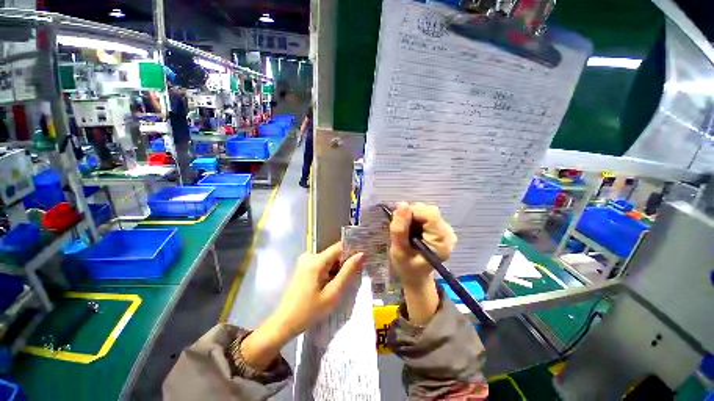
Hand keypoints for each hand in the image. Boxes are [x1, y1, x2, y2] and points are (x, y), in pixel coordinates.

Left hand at [240, 242, 363, 369]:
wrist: (284, 322)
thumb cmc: (309, 311)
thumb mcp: (333, 293)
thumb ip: (347, 272)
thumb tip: (361, 254)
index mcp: (317, 260)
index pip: (340, 247)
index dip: (352, 252)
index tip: (363, 260)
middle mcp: (310, 255)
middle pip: (334, 254)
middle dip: (344, 264)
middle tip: (351, 279)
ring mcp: (305, 260)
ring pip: (329, 259)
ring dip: (337, 269)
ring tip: (339, 285)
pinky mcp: (304, 266)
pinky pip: (322, 264)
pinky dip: (329, 272)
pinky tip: (329, 286)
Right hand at [389, 202, 456, 323]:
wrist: (415, 275)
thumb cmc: (406, 267)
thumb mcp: (398, 251)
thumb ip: (399, 229)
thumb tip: (401, 204)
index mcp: (441, 242)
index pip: (430, 214)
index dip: (412, 212)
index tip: (399, 221)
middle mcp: (448, 233)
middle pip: (429, 211)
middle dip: (411, 215)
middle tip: (401, 228)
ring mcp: (446, 230)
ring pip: (427, 211)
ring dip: (412, 217)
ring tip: (406, 231)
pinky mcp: (441, 228)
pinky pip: (427, 215)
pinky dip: (415, 219)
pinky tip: (412, 230)